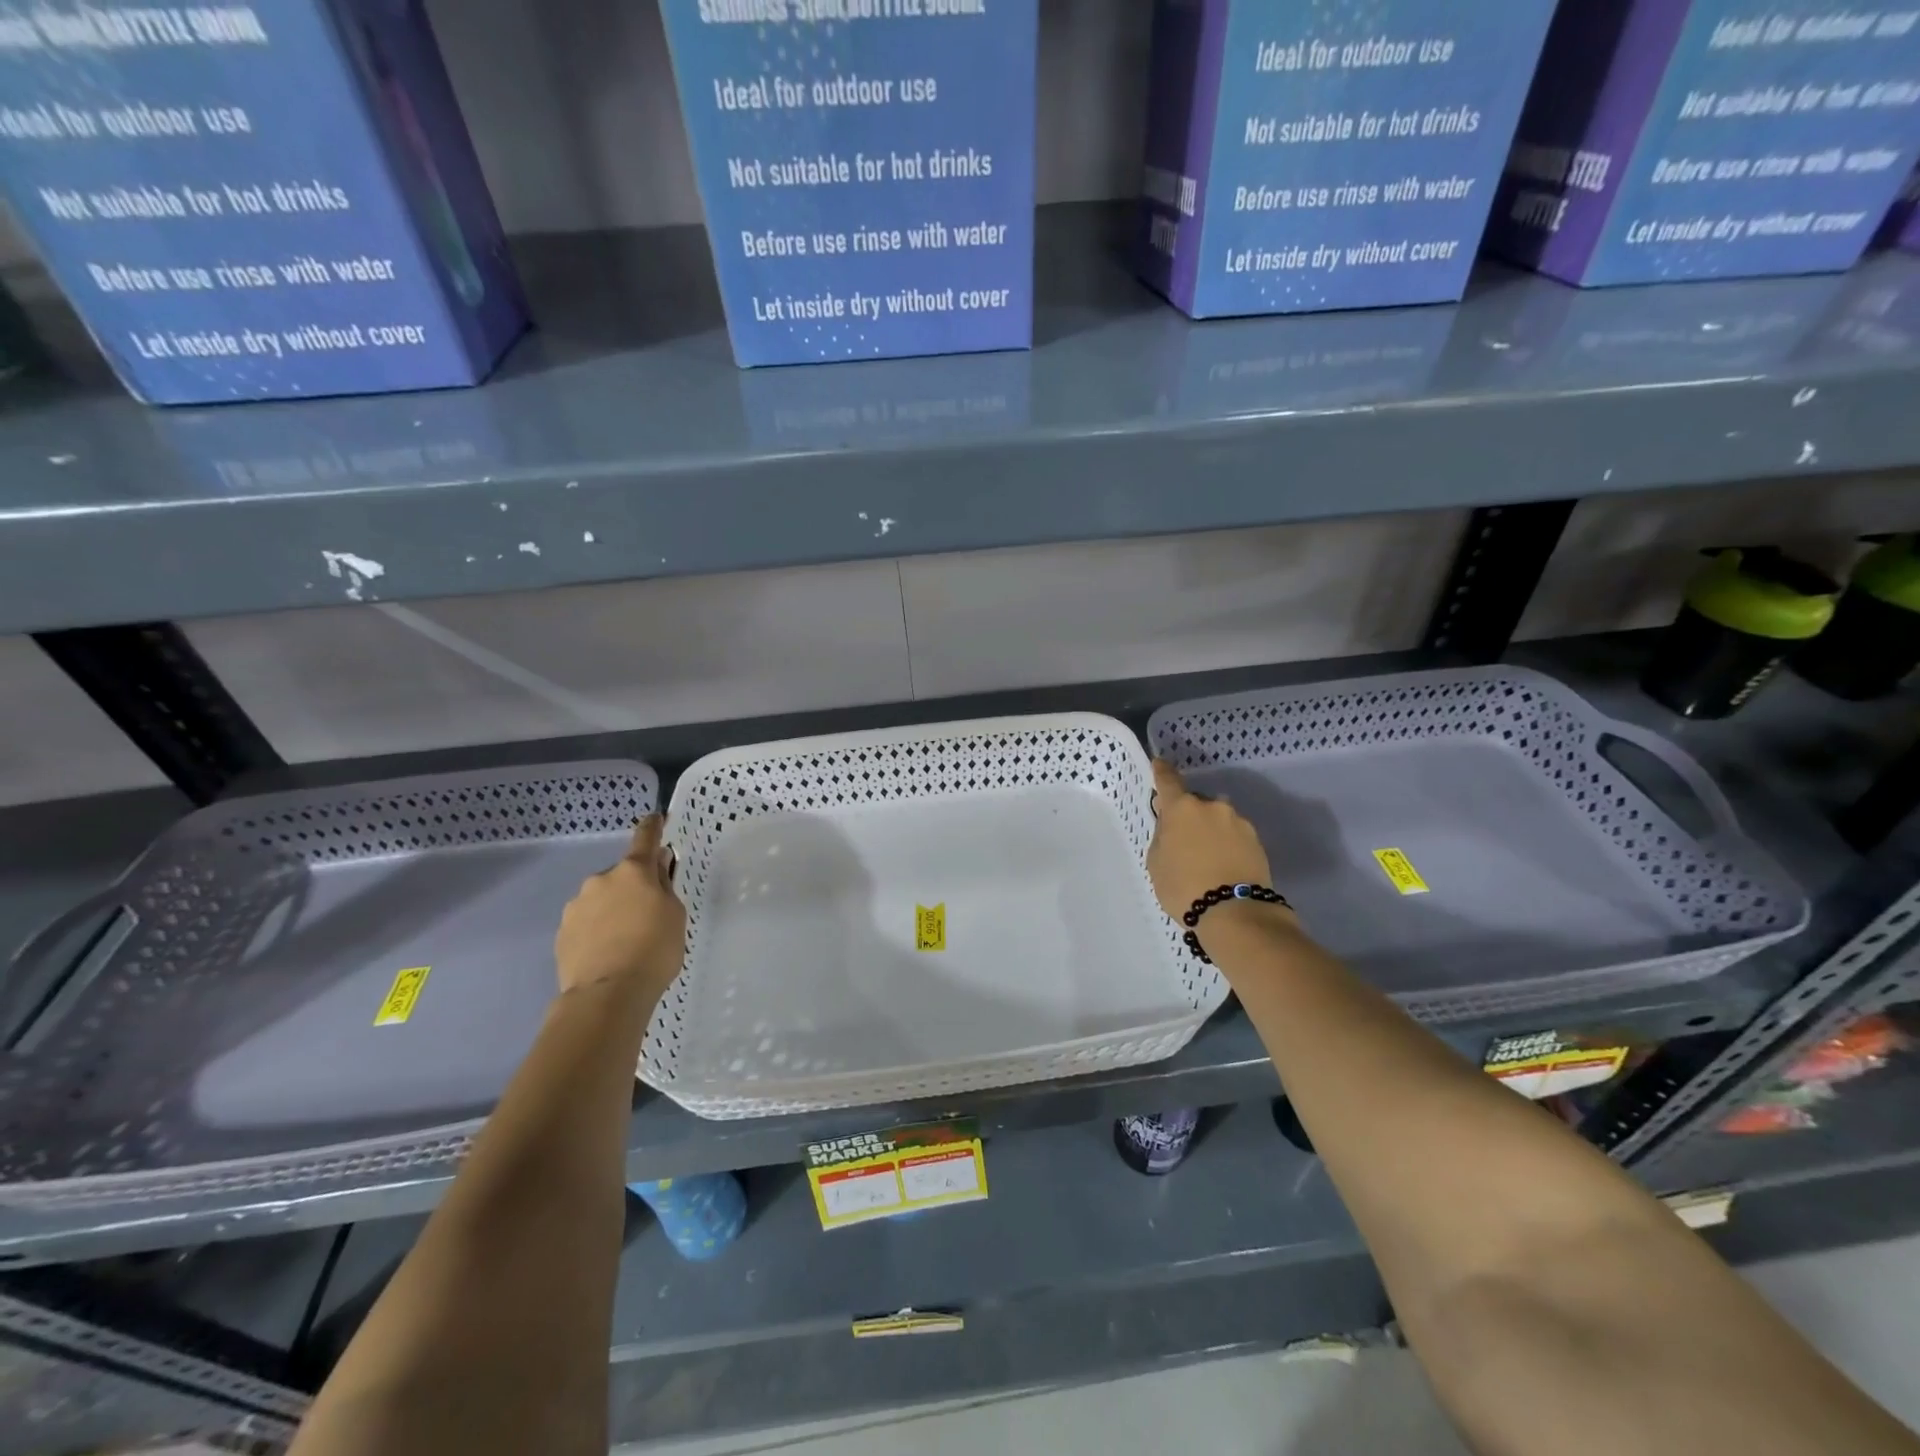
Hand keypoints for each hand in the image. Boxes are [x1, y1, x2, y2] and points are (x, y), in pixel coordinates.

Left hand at [554, 815, 686, 1000]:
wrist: (607, 994)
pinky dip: (597, 931)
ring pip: (601, 899)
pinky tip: (608, 953)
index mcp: (634, 871)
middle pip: (623, 875)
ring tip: (625, 942)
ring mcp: (577, 906)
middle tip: (648, 916)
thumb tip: (657, 867)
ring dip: (613, 910)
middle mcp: (601, 880)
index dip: (652, 828)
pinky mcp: (562, 933)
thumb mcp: (675, 915)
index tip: (655, 819)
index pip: (645, 839)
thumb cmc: (654, 950)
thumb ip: (665, 887)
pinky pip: (586, 923)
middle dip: (633, 888)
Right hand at [1147, 759, 1274, 921]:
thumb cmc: (1183, 886)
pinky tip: (1223, 864)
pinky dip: (1227, 843)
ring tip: (1206, 856)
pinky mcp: (1257, 840)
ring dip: (1210, 829)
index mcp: (1182, 808)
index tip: (1159, 764)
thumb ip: (1163, 836)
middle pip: (1195, 802)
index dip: (1161, 771)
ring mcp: (1238, 822)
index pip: (1168, 780)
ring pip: (1218, 818)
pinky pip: (1234, 835)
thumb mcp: (1156, 862)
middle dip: (1188, 814)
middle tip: (1182, 839)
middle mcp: (1212, 806)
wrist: (1235, 913)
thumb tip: (1173, 826)